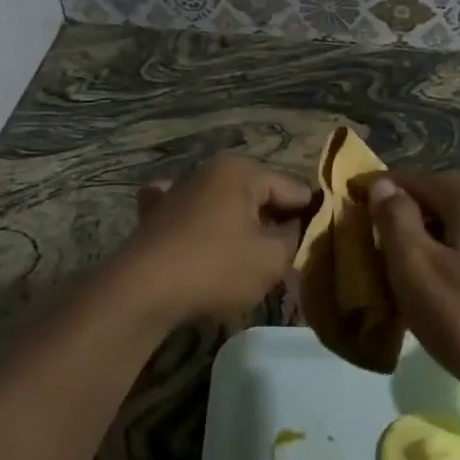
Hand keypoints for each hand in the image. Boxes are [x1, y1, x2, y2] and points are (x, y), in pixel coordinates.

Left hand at [109, 154, 312, 325]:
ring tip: (248, 263)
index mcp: (242, 170)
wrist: (141, 290)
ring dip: (241, 229)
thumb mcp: (271, 259)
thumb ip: (295, 237)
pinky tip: (203, 243)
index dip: (311, 218)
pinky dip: (204, 226)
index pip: (294, 189)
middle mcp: (210, 169)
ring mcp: (179, 188)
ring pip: (228, 205)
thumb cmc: (214, 268)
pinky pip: (193, 213)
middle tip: (285, 262)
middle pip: (260, 195)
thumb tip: (297, 226)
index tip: (319, 246)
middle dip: (275, 224)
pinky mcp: (156, 212)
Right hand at [356, 171, 459, 410]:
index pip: (415, 179)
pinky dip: (450, 257)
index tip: (349, 198)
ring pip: (458, 227)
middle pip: (439, 200)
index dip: (378, 188)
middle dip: (403, 215)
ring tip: (396, 264)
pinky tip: (435, 285)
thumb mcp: (415, 266)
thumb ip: (394, 217)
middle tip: (369, 237)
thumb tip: (383, 186)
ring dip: (426, 239)